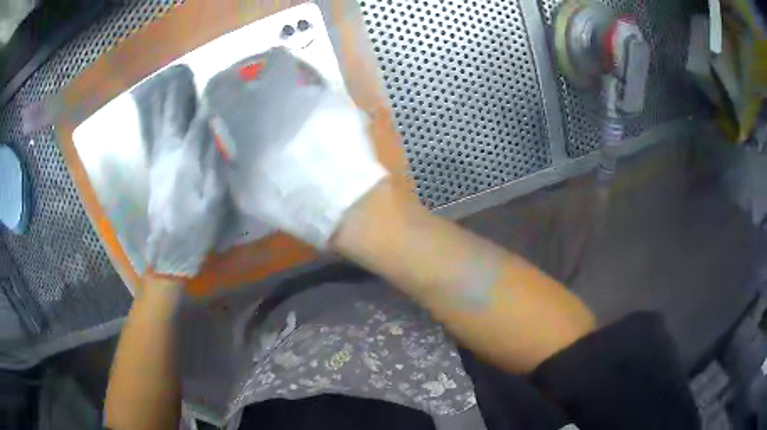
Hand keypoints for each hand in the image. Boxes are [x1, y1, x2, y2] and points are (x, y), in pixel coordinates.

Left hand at [132, 65, 225, 277]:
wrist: (169, 250)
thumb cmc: (195, 228)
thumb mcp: (213, 200)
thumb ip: (215, 164)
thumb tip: (217, 133)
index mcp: (186, 161)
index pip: (197, 123)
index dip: (205, 102)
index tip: (213, 84)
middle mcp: (169, 155)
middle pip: (172, 117)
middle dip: (177, 94)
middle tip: (181, 72)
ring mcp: (158, 161)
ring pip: (159, 125)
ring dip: (163, 103)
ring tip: (166, 83)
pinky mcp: (154, 170)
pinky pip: (153, 139)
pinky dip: (154, 122)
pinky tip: (154, 113)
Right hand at [204, 48, 387, 248]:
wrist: (342, 199)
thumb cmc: (287, 197)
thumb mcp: (246, 192)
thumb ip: (235, 166)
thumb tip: (235, 156)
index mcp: (250, 114)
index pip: (225, 86)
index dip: (220, 86)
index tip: (220, 92)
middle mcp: (282, 93)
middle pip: (274, 59)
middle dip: (268, 65)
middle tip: (267, 81)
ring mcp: (316, 94)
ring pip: (303, 76)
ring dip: (296, 88)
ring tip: (298, 111)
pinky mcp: (342, 103)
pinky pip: (324, 94)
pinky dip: (317, 104)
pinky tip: (320, 124)